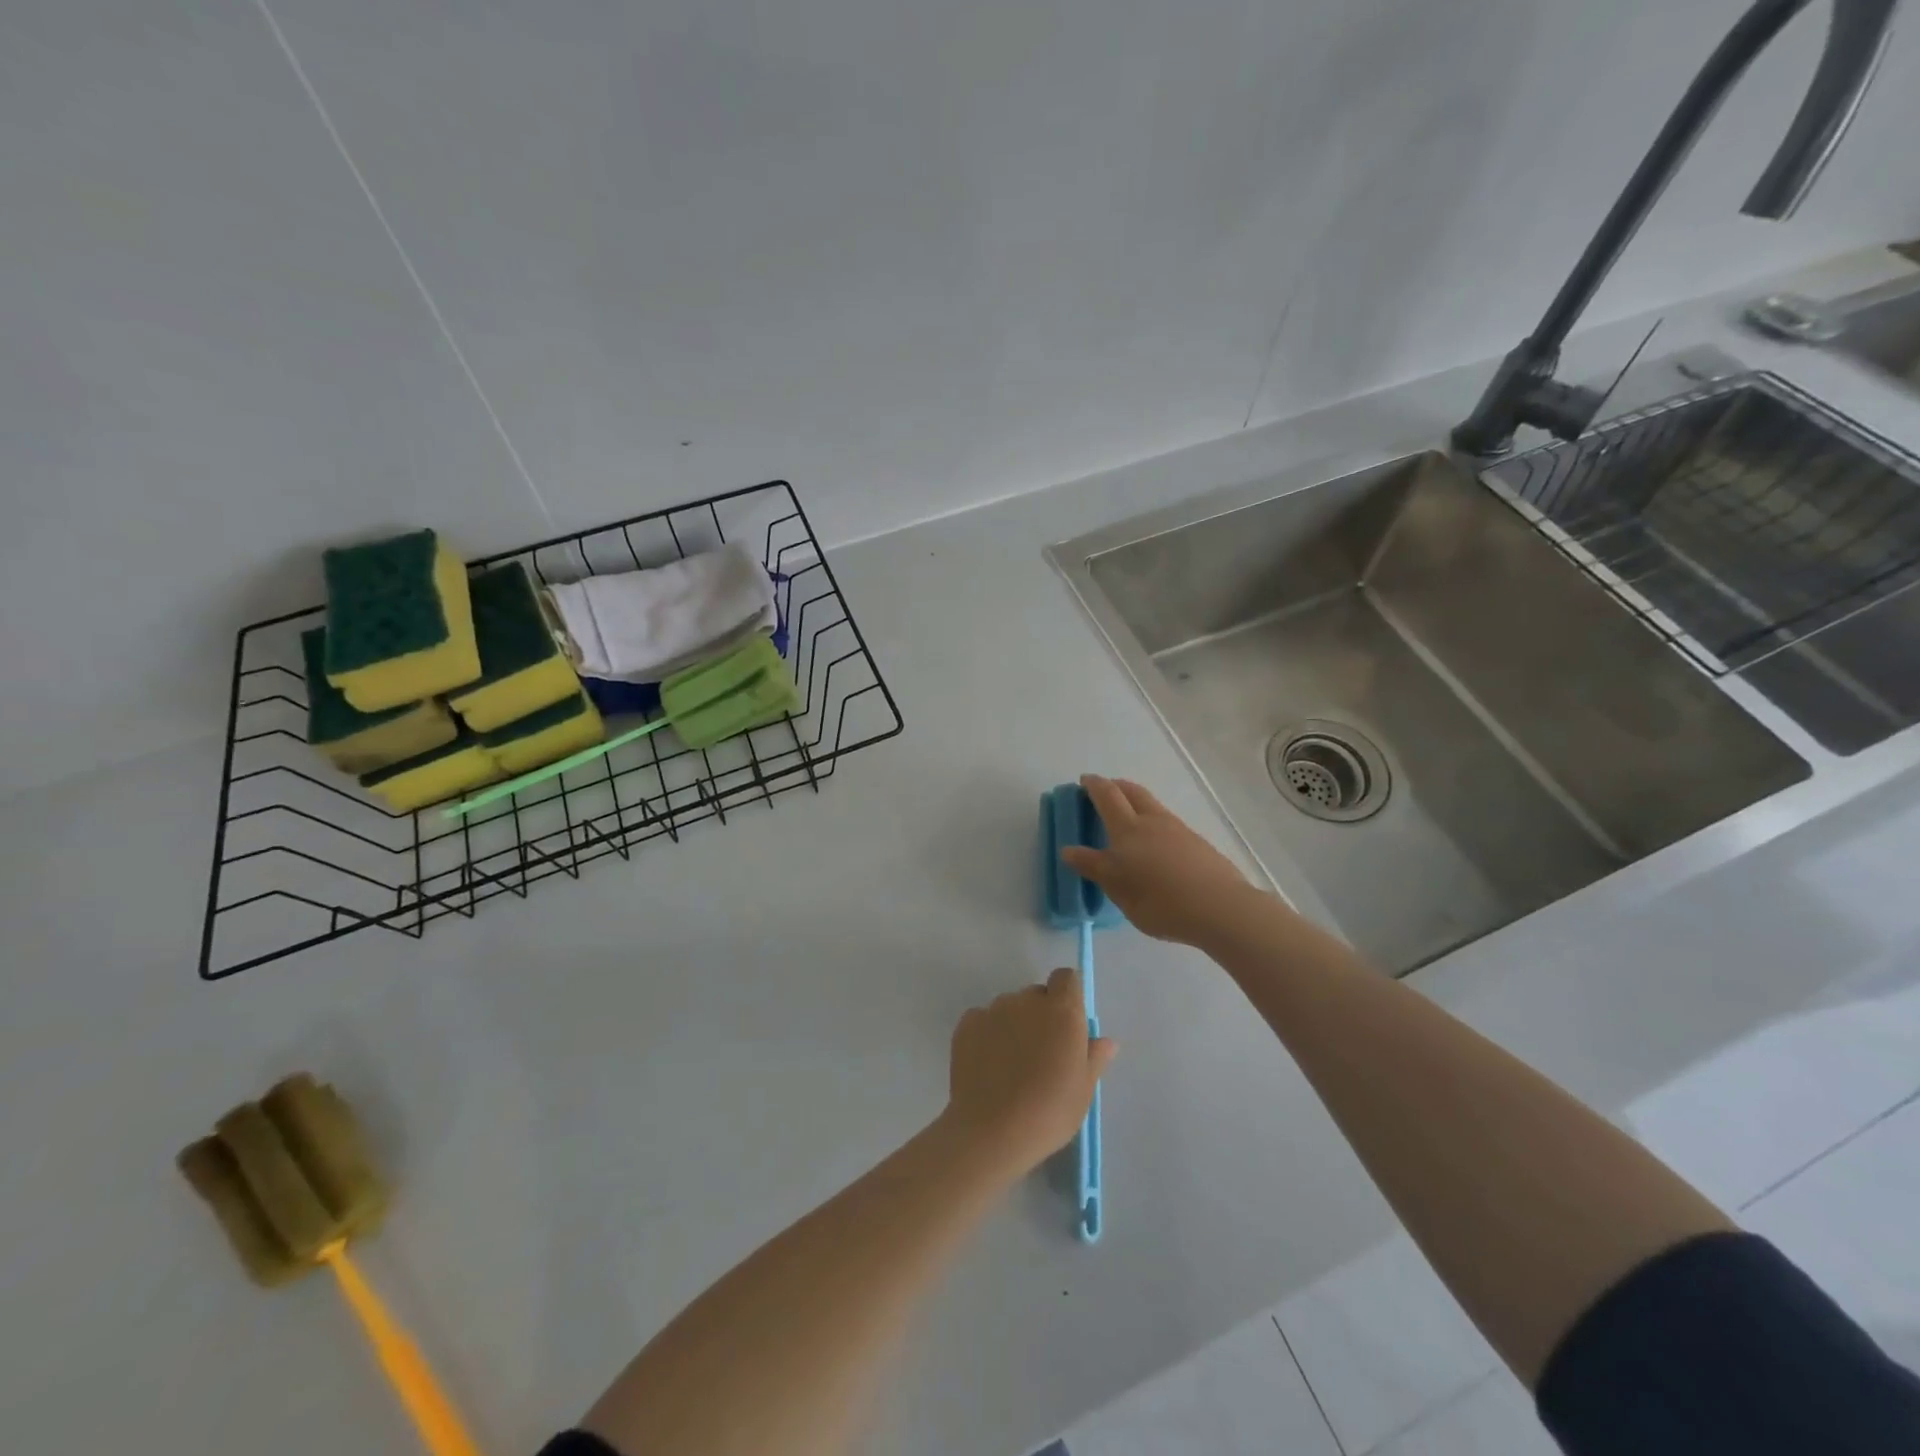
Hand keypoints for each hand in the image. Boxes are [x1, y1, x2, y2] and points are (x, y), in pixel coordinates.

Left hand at [944, 967, 1115, 1176]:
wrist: (992, 1130)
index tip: (1067, 1023)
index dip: (1068, 995)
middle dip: (1041, 1014)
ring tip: (1011, 1064)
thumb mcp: (1083, 1090)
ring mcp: (994, 1009)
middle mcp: (1027, 1001)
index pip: (1066, 978)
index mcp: (1062, 1011)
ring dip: (1014, 1024)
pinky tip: (988, 1064)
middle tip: (1042, 1052)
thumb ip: (1094, 1057)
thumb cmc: (1049, 1112)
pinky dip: (987, 1034)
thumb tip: (1106, 1041)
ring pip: (1009, 1007)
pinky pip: (982, 1019)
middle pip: (1037, 994)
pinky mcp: (967, 1023)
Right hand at [1063, 775, 1262, 946]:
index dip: (1094, 786)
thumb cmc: (1160, 900)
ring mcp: (1179, 830)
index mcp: (1128, 829)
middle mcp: (1153, 821)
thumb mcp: (1118, 888)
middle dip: (1117, 786)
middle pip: (1133, 792)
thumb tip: (1068, 849)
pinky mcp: (1197, 844)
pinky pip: (1167, 823)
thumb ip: (1094, 867)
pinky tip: (1155, 844)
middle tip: (1105, 790)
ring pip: (1153, 806)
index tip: (1084, 780)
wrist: (1220, 908)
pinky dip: (1153, 822)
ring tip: (1128, 817)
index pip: (1107, 797)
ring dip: (1137, 802)